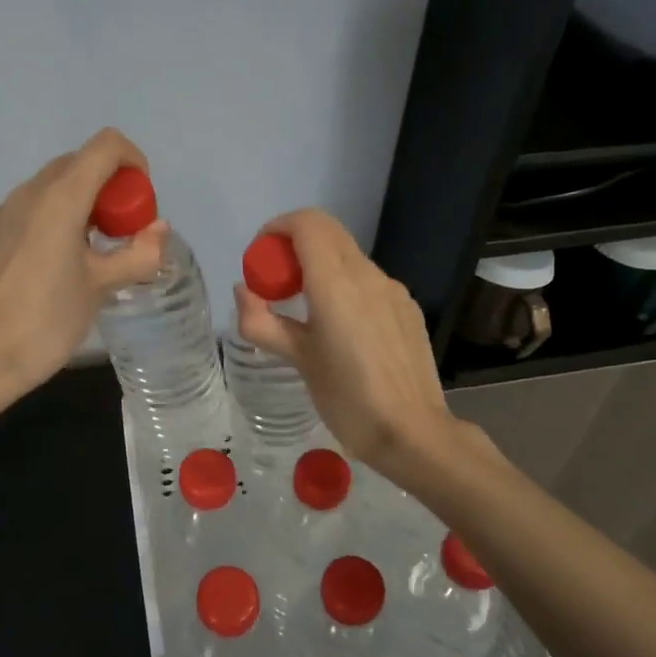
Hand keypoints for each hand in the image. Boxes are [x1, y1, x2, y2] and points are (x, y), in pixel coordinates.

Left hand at [0, 128, 167, 414]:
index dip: (132, 161)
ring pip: (48, 189)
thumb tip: (159, 231)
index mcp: (60, 198)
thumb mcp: (102, 288)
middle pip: (76, 164)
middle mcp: (26, 194)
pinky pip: (24, 213)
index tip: (139, 203)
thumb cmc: (46, 321)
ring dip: (78, 205)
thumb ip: (138, 253)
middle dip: (107, 187)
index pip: (105, 146)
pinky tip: (49, 269)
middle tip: (120, 233)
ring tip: (87, 255)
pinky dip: (48, 222)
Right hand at [233, 209, 467, 479]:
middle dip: (295, 244)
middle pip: (328, 232)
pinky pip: (369, 280)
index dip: (278, 228)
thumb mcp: (297, 360)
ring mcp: (393, 290)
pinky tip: (342, 328)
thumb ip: (262, 322)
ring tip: (306, 310)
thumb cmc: (347, 398)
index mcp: (336, 283)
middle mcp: (368, 275)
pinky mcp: (407, 308)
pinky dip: (345, 284)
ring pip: (349, 256)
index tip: (261, 257)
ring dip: (320, 265)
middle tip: (277, 282)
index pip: (308, 224)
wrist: (412, 433)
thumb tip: (243, 291)